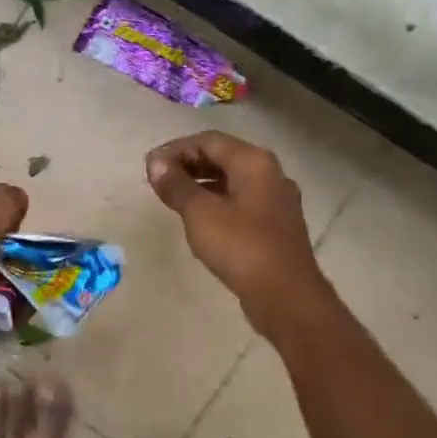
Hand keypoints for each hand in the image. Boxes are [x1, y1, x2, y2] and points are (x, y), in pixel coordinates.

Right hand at [145, 131, 329, 335]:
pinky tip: (200, 219)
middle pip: (223, 157)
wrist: (286, 296)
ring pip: (233, 180)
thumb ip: (177, 186)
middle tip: (159, 180)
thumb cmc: (241, 247)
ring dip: (202, 183)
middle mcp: (270, 174)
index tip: (150, 166)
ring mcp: (277, 200)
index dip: (176, 149)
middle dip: (188, 164)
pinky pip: (241, 201)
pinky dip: (217, 201)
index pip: (209, 141)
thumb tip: (156, 163)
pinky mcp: (276, 225)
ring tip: (173, 198)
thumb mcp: (201, 214)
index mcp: (254, 162)